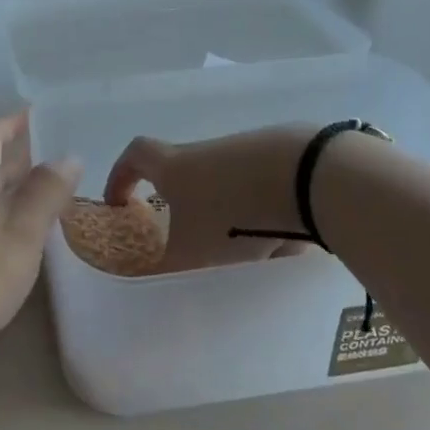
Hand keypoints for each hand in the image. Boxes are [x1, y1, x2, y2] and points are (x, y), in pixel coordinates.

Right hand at [104, 125, 318, 273]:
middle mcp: (207, 151)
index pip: (135, 156)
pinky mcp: (285, 155)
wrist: (308, 176)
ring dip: (233, 219)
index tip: (121, 202)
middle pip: (185, 175)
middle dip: (188, 211)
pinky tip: (287, 240)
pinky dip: (268, 214)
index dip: (121, 176)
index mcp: (175, 166)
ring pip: (229, 188)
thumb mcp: (194, 252)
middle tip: (194, 242)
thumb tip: (146, 281)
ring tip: (252, 254)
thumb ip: (167, 268)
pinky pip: (265, 189)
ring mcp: (247, 148)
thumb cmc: (235, 213)